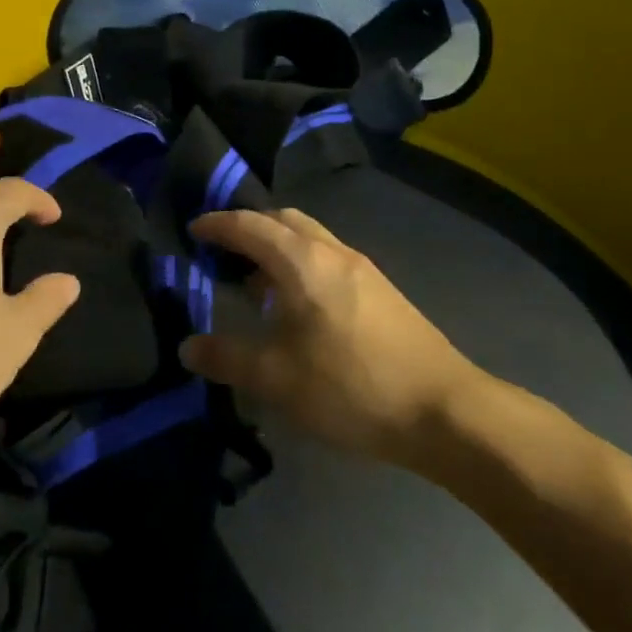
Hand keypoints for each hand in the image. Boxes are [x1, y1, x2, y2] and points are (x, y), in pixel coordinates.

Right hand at [182, 208, 487, 467]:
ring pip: (309, 238)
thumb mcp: (277, 378)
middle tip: (222, 250)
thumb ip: (227, 358)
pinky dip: (301, 265)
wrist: (445, 411)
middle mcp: (333, 252)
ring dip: (277, 247)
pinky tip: (297, 307)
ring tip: (254, 282)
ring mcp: (363, 269)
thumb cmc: (351, 386)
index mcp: (302, 261)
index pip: (250, 225)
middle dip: (249, 227)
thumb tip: (187, 347)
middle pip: (283, 220)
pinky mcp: (381, 291)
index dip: (218, 225)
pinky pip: (328, 259)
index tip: (193, 230)